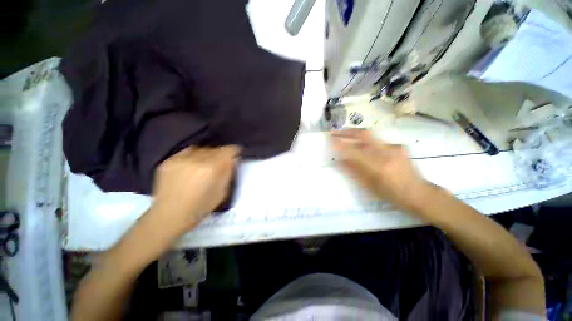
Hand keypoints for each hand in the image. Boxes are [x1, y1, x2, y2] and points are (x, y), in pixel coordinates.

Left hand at [149, 146, 240, 233]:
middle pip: (216, 149)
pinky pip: (187, 152)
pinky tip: (192, 166)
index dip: (234, 151)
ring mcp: (180, 159)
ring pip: (202, 149)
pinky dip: (194, 156)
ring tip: (205, 165)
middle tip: (220, 164)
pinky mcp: (168, 161)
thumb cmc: (200, 207)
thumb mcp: (222, 192)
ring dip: (207, 155)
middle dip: (221, 155)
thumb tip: (232, 160)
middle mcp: (197, 160)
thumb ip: (228, 173)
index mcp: (212, 169)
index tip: (235, 155)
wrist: (169, 216)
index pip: (228, 150)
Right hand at [331, 130, 431, 212]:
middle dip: (347, 131)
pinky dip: (368, 143)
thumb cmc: (391, 194)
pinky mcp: (399, 146)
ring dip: (356, 136)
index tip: (330, 140)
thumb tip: (339, 161)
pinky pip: (378, 141)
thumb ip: (353, 171)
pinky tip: (366, 149)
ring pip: (370, 136)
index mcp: (377, 166)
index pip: (354, 151)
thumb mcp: (369, 186)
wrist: (418, 193)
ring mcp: (394, 147)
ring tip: (347, 139)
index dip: (341, 144)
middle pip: (364, 134)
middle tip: (336, 132)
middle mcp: (386, 153)